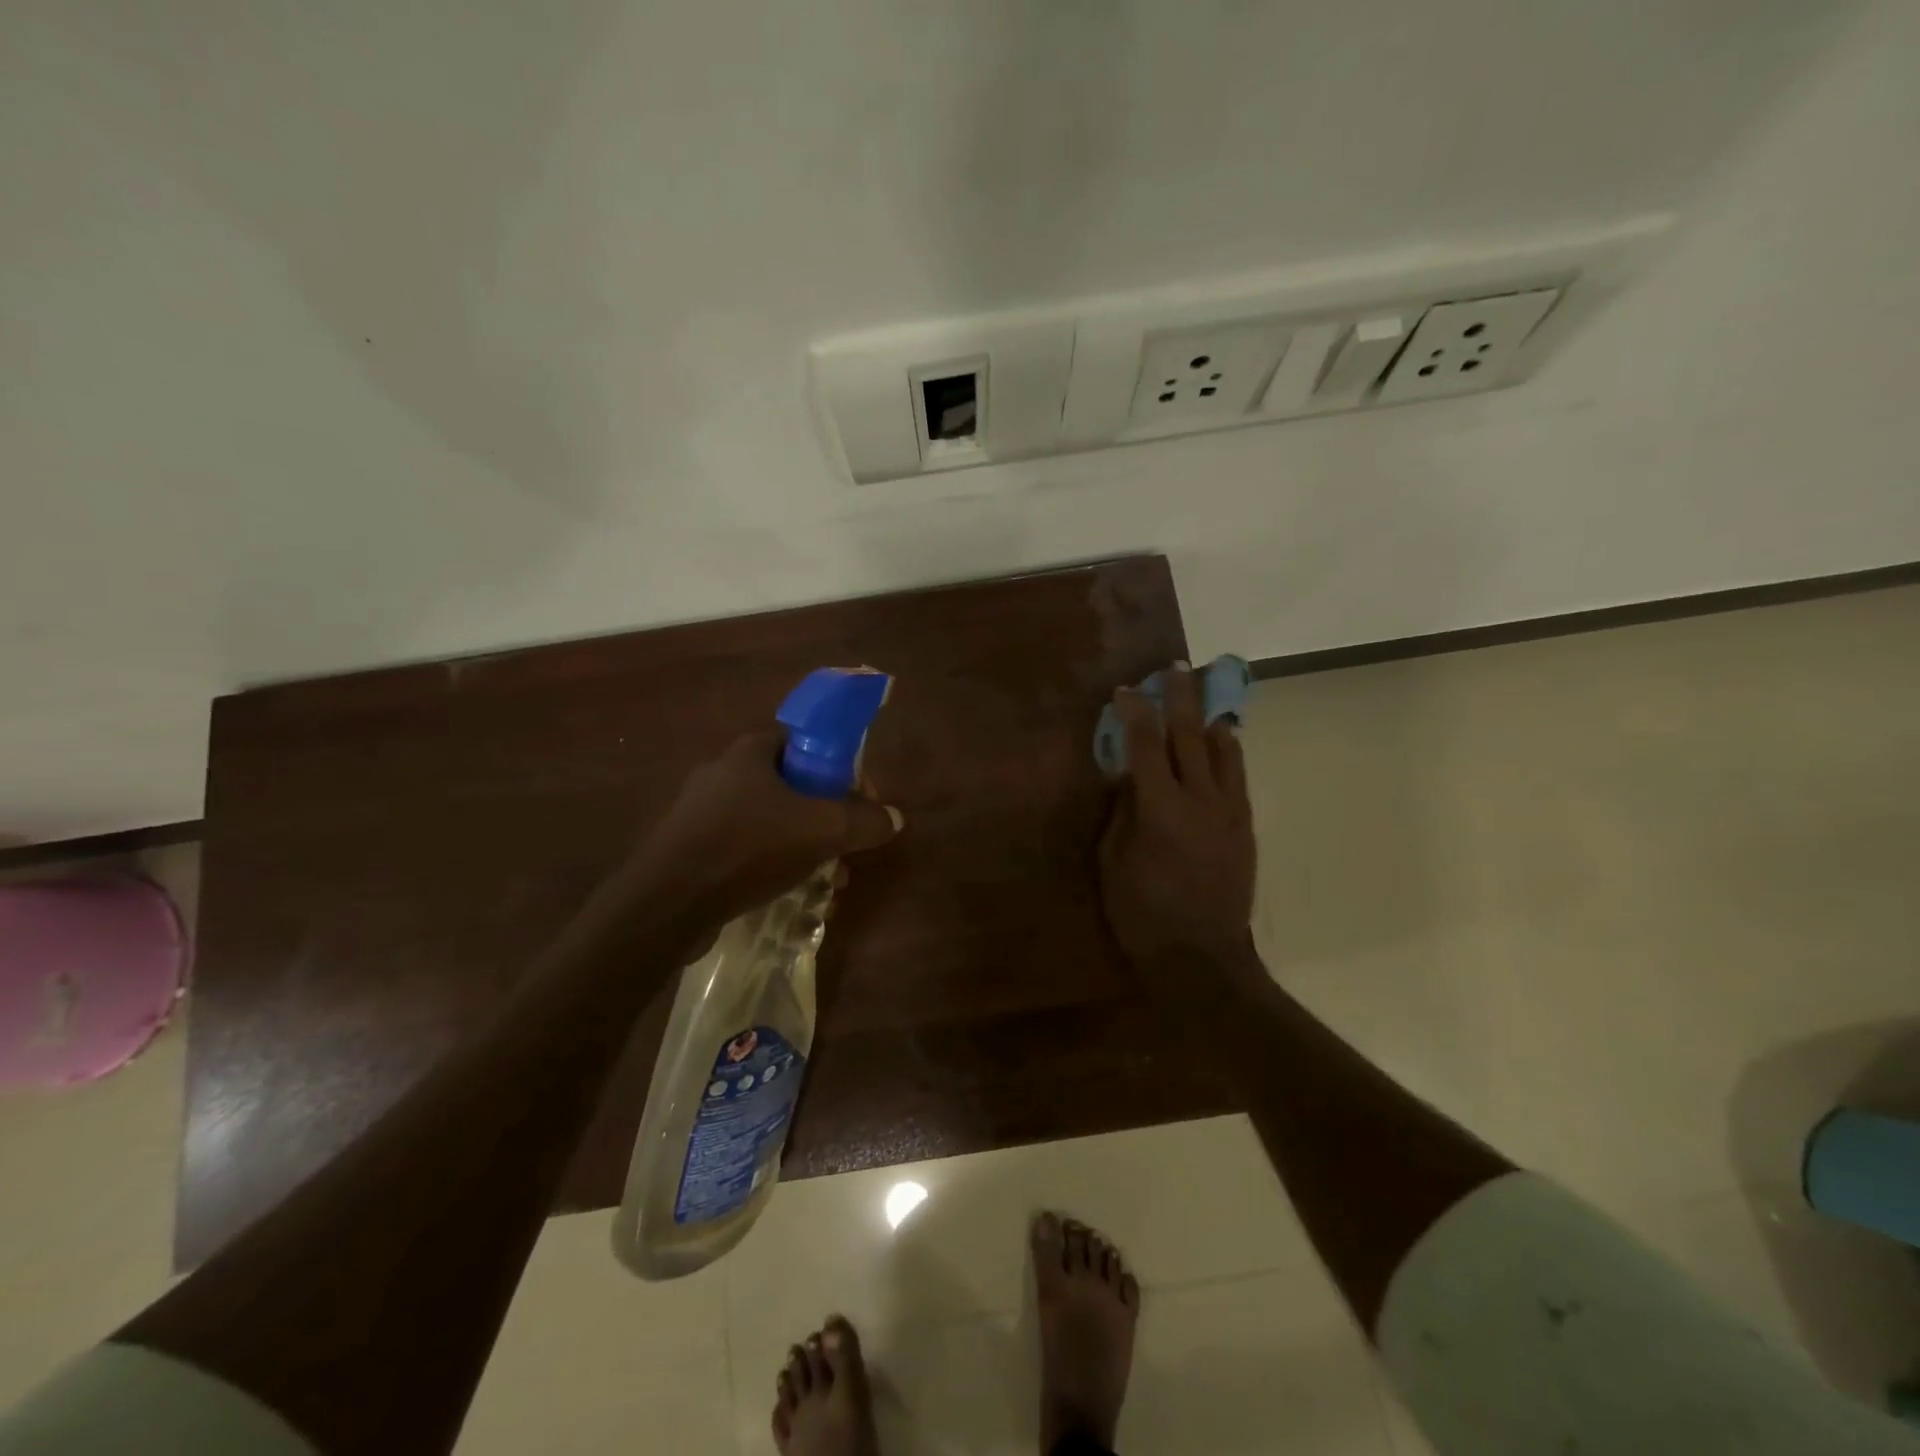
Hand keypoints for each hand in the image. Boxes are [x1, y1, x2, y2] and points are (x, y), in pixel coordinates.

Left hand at [615, 727, 902, 928]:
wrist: (668, 903)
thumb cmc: (747, 847)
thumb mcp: (821, 831)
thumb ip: (863, 821)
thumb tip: (895, 818)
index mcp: (749, 752)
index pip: (802, 739)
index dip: (838, 763)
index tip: (858, 796)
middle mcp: (722, 773)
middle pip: (791, 784)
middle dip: (826, 814)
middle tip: (847, 843)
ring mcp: (702, 813)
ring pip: (770, 820)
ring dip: (805, 843)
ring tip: (828, 878)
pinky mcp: (691, 849)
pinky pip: (746, 846)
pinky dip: (773, 862)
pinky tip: (790, 891)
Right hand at [1098, 666, 1255, 965]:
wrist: (1202, 956)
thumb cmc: (1143, 913)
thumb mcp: (1113, 863)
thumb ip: (1121, 814)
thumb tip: (1126, 778)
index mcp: (1161, 810)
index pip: (1144, 747)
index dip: (1134, 713)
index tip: (1126, 689)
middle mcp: (1201, 801)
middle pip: (1190, 737)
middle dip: (1180, 699)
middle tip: (1175, 669)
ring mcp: (1229, 812)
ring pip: (1224, 752)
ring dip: (1210, 719)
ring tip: (1204, 697)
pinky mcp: (1245, 827)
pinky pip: (1238, 778)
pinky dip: (1229, 752)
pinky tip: (1223, 742)